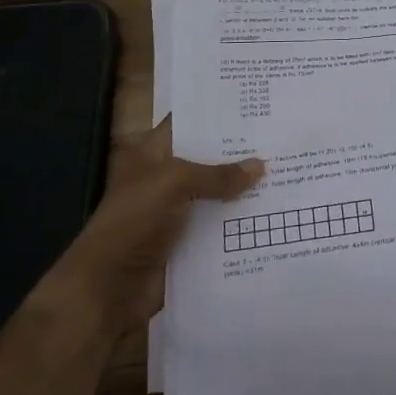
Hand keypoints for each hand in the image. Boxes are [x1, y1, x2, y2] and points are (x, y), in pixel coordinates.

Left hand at [37, 121, 262, 336]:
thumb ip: (217, 174)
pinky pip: (219, 226)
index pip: (189, 123)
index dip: (217, 114)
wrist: (108, 289)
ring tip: (287, 172)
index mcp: (153, 153)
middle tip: (282, 139)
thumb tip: (261, 166)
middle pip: (208, 159)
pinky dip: (240, 222)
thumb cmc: (134, 222)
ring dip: (244, 189)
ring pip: (217, 194)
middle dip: (240, 153)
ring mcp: (176, 211)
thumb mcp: (174, 184)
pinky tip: (274, 213)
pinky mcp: (187, 242)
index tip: (256, 106)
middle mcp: (166, 178)